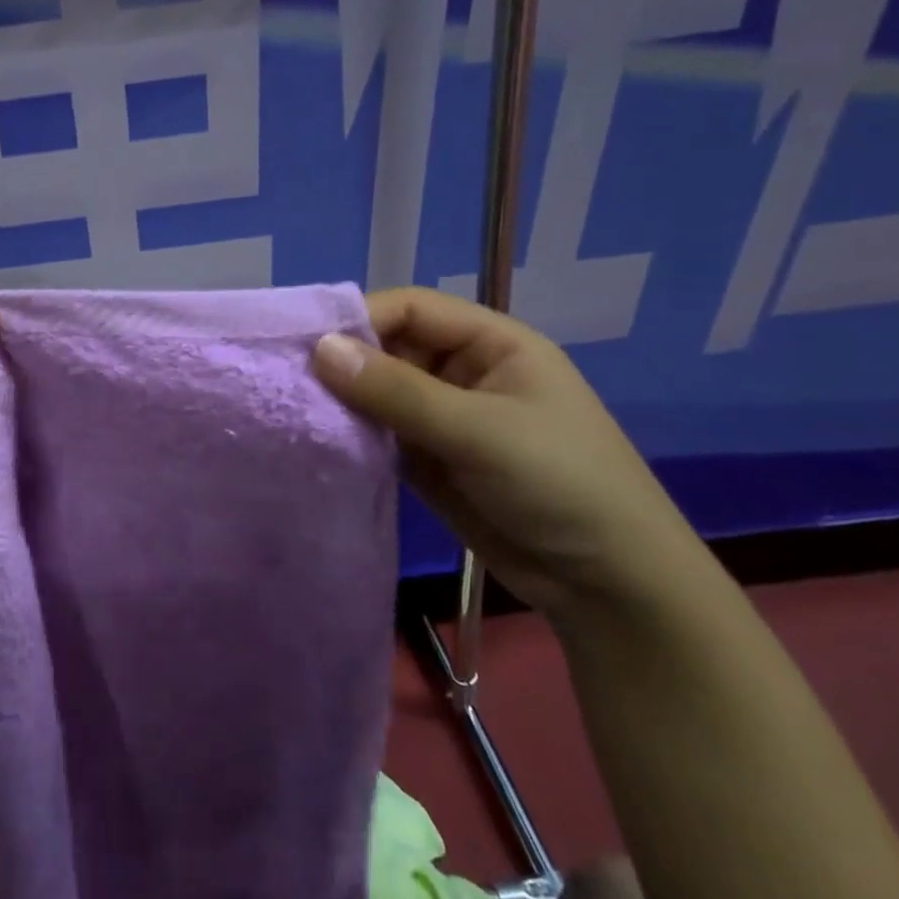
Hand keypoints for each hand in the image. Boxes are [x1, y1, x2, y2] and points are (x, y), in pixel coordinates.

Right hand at [312, 286, 696, 618]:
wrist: (610, 589)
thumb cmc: (561, 487)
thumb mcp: (480, 432)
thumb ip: (397, 391)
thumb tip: (319, 348)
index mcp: (491, 344)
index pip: (412, 308)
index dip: (361, 318)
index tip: (308, 344)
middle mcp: (462, 371)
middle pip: (389, 347)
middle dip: (344, 361)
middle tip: (288, 380)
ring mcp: (443, 416)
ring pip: (378, 390)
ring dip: (342, 399)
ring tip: (292, 409)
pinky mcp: (428, 457)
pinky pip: (379, 431)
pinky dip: (351, 433)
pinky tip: (318, 439)